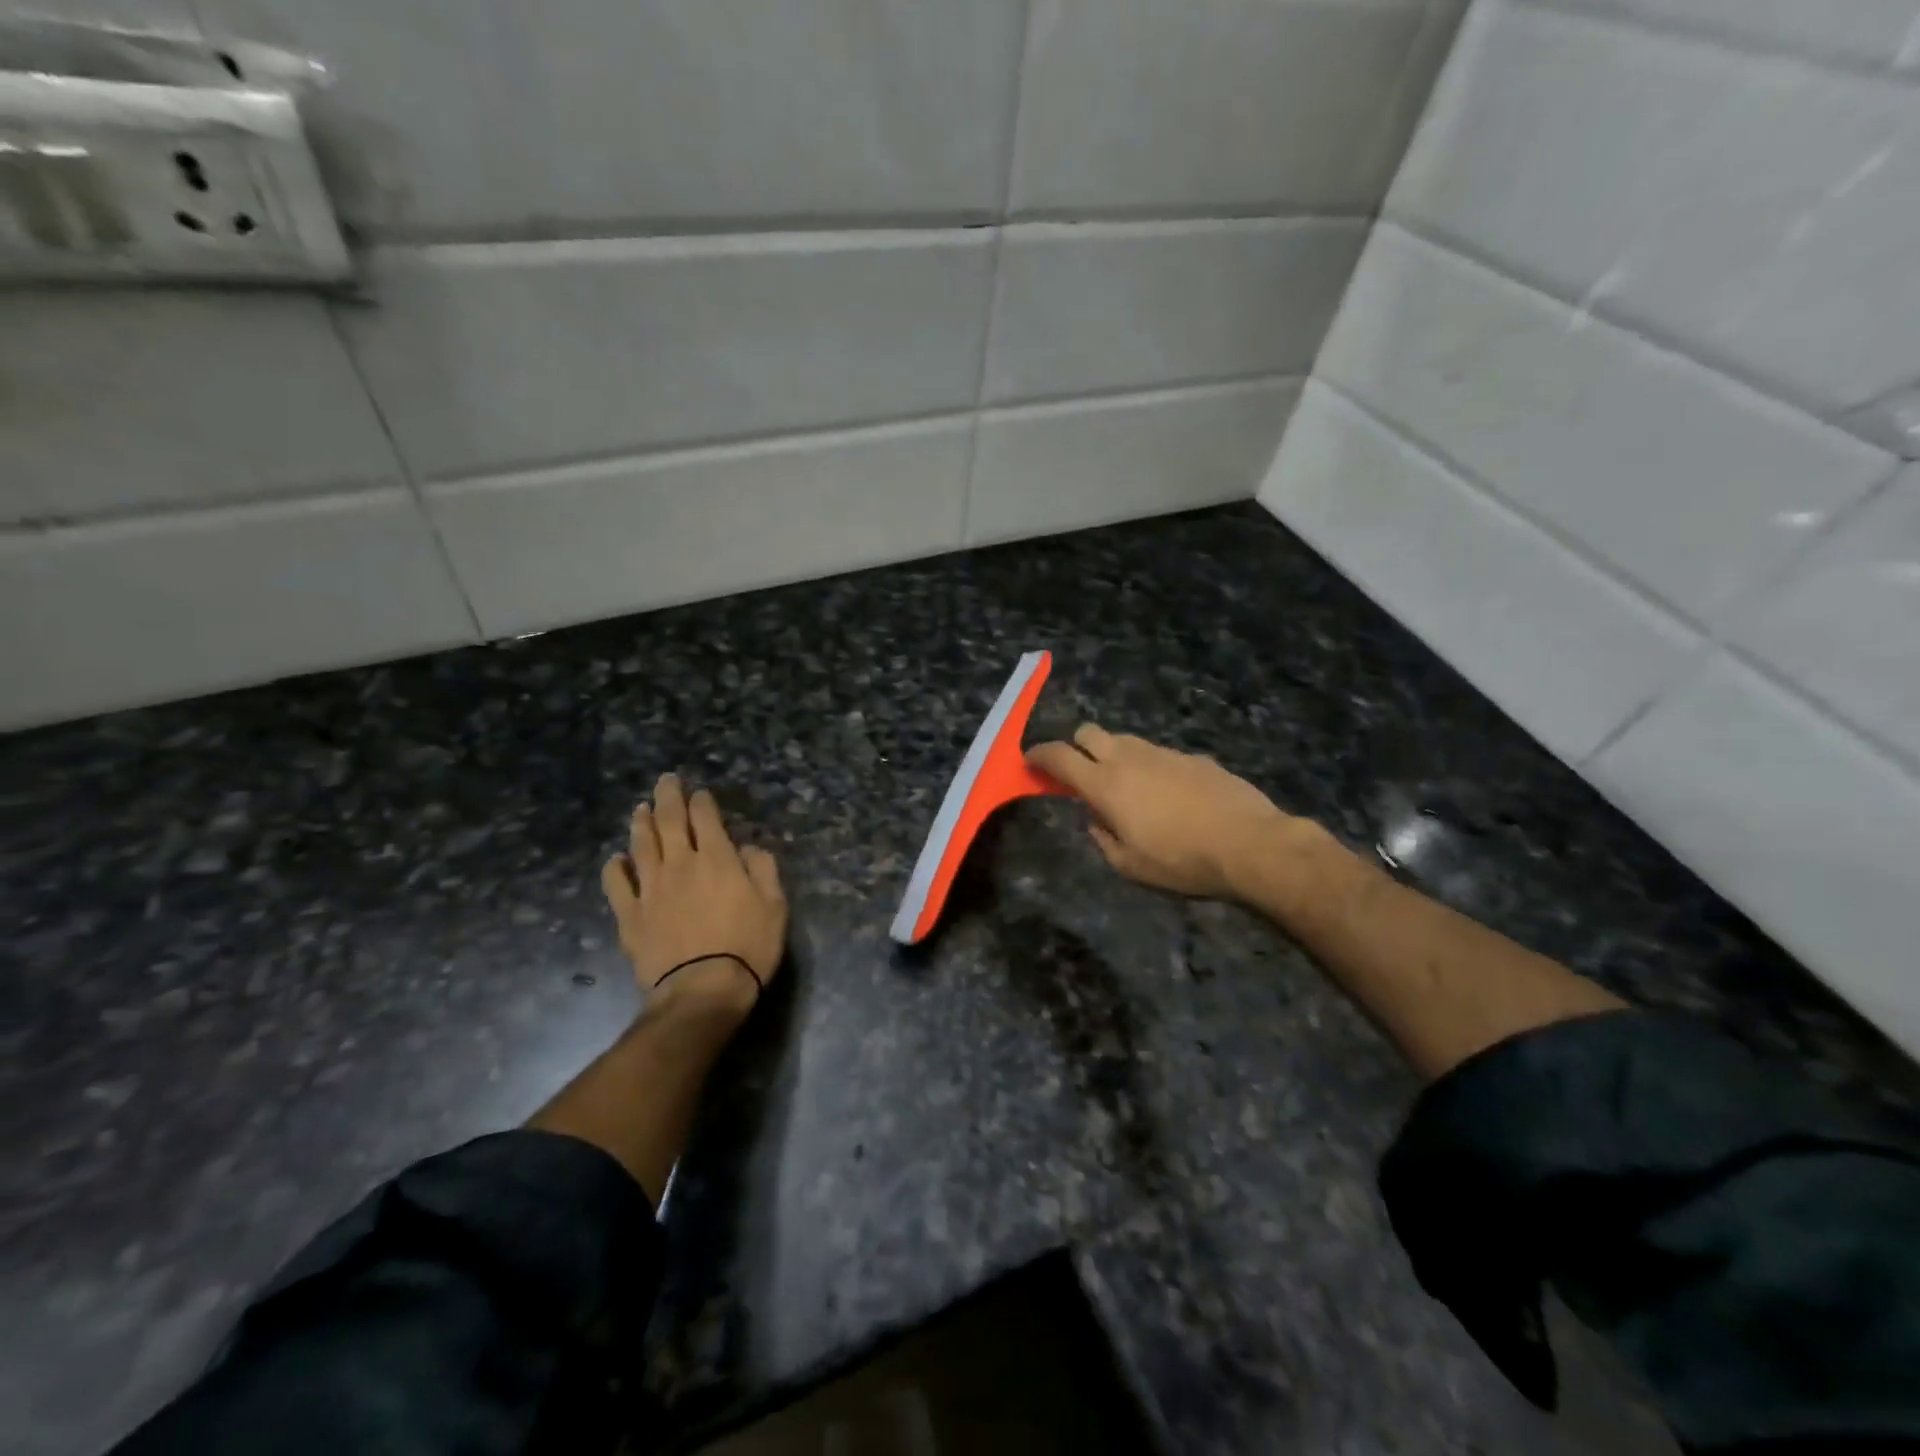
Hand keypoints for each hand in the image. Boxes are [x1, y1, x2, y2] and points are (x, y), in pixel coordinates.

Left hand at [601, 773, 787, 1013]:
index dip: (702, 802)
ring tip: (640, 808)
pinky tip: (616, 860)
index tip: (700, 793)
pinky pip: (617, 884)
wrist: (702, 990)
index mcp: (718, 859)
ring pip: (641, 845)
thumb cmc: (748, 947)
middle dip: (668, 797)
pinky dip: (615, 868)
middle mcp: (681, 864)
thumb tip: (746, 849)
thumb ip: (763, 869)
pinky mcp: (630, 915)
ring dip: (641, 823)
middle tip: (665, 781)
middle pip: (669, 821)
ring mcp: (651, 889)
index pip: (706, 818)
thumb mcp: (775, 906)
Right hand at [1027, 726, 1302, 900]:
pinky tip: (1167, 795)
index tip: (1030, 761)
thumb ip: (1102, 838)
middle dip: (1076, 747)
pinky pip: (1157, 753)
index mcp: (1105, 784)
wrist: (1249, 844)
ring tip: (1126, 787)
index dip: (1039, 755)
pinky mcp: (1191, 756)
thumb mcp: (1130, 865)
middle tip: (1080, 773)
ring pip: (1124, 739)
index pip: (1059, 756)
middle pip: (1088, 732)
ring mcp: (1162, 753)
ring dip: (1113, 755)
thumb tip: (1095, 819)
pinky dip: (1148, 766)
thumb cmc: (1181, 860)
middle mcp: (1128, 758)